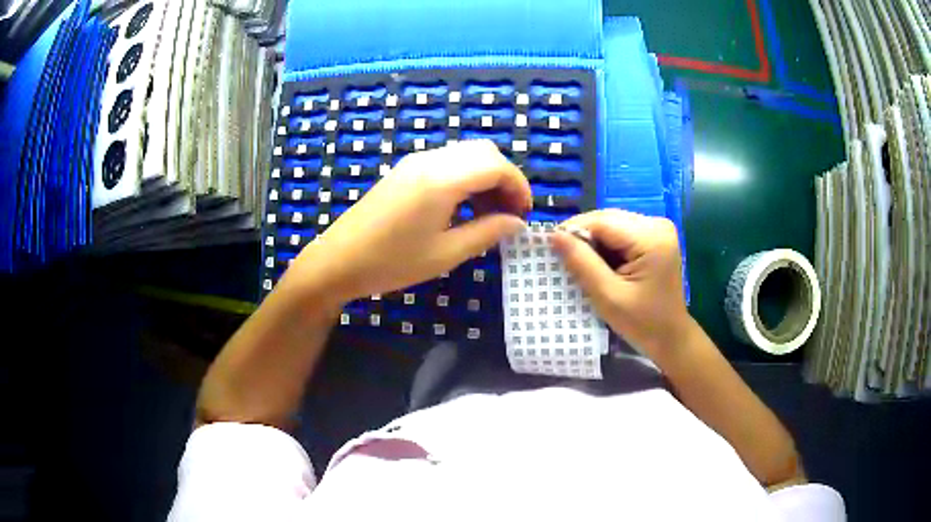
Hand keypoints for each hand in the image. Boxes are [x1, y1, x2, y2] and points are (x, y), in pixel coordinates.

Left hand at [278, 140, 531, 307]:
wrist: (338, 261)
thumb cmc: (391, 263)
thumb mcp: (445, 254)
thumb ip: (486, 233)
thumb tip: (517, 223)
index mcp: (442, 179)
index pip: (496, 165)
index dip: (519, 186)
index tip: (524, 214)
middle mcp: (430, 160)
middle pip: (484, 151)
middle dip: (505, 178)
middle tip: (509, 213)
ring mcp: (414, 162)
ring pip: (466, 154)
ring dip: (486, 176)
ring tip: (489, 214)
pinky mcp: (405, 170)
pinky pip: (447, 162)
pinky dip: (466, 177)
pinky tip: (463, 207)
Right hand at [550, 209, 689, 361]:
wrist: (670, 337)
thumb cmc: (642, 323)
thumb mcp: (608, 296)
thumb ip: (582, 263)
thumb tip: (553, 235)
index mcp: (651, 237)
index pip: (602, 221)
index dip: (573, 230)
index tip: (551, 250)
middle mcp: (657, 224)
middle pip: (607, 219)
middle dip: (583, 236)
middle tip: (564, 260)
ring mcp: (658, 228)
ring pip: (612, 224)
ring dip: (594, 241)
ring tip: (582, 264)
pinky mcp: (655, 236)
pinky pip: (621, 232)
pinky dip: (606, 245)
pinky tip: (601, 264)